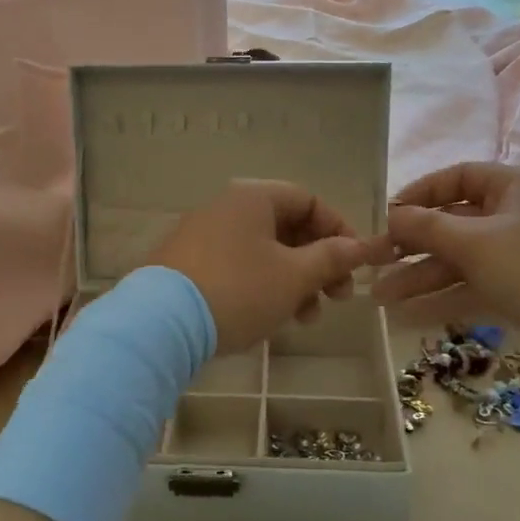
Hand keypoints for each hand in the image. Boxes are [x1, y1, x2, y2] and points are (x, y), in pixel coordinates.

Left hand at [149, 180, 374, 352]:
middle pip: (286, 227)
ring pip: (262, 252)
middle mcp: (225, 207)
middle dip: (318, 263)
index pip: (308, 200)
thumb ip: (330, 258)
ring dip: (293, 281)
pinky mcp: (186, 264)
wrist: (160, 322)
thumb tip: (359, 247)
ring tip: (306, 319)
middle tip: (337, 298)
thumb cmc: (238, 290)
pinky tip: (270, 317)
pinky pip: (237, 266)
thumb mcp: (293, 276)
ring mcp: (202, 236)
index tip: (355, 265)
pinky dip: (262, 286)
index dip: (339, 230)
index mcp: (253, 197)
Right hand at [371, 162, 519, 382]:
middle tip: (373, 265)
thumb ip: (427, 228)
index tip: (386, 216)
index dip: (419, 194)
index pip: (457, 177)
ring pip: (461, 261)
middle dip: (412, 247)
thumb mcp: (477, 244)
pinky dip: (444, 299)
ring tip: (379, 298)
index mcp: (515, 187)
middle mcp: (518, 215)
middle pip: (454, 224)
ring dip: (421, 278)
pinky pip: (475, 287)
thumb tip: (390, 216)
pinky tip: (407, 317)